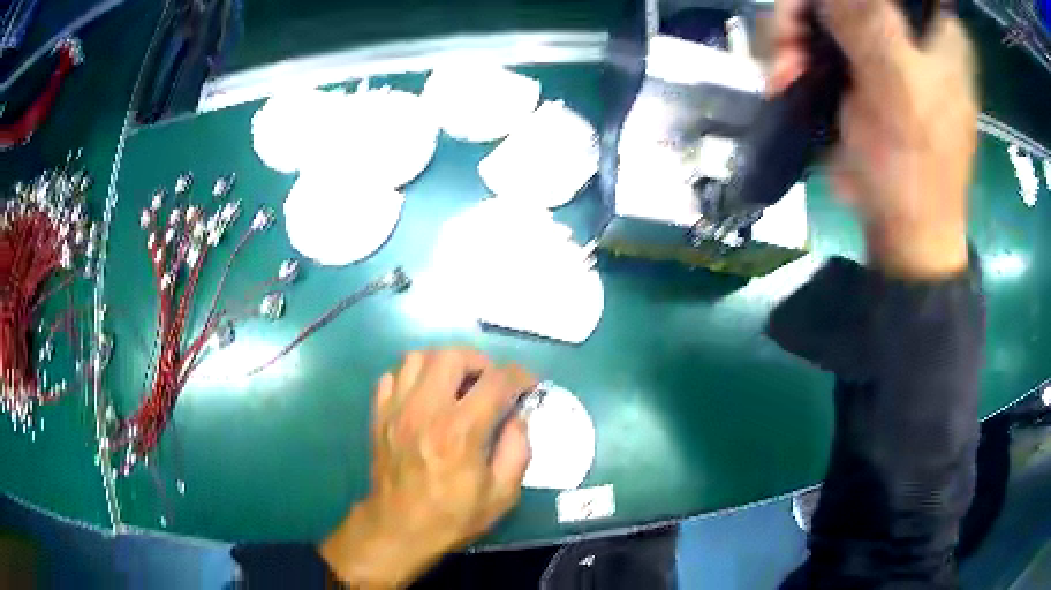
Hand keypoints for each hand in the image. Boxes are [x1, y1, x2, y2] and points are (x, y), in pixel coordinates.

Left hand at [319, 349, 535, 587]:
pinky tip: (425, 397)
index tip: (528, 384)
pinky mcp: (379, 415)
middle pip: (452, 355)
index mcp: (460, 432)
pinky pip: (393, 375)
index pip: (496, 381)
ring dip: (443, 364)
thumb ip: (518, 449)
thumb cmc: (453, 515)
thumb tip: (518, 415)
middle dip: (479, 362)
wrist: (399, 529)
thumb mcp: (502, 494)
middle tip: (489, 382)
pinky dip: (413, 377)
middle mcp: (426, 411)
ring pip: (417, 357)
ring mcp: (397, 410)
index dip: (519, 376)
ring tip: (455, 384)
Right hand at [770, 0, 977, 278]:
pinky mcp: (855, 69)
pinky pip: (812, 40)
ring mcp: (877, 47)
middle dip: (807, 10)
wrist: (902, 230)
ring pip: (820, 11)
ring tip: (784, 73)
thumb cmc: (915, 166)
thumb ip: (869, 22)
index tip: (821, 7)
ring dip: (792, 36)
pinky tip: (785, 80)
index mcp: (935, 30)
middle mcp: (906, 29)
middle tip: (789, 40)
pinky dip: (791, 56)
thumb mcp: (899, 88)